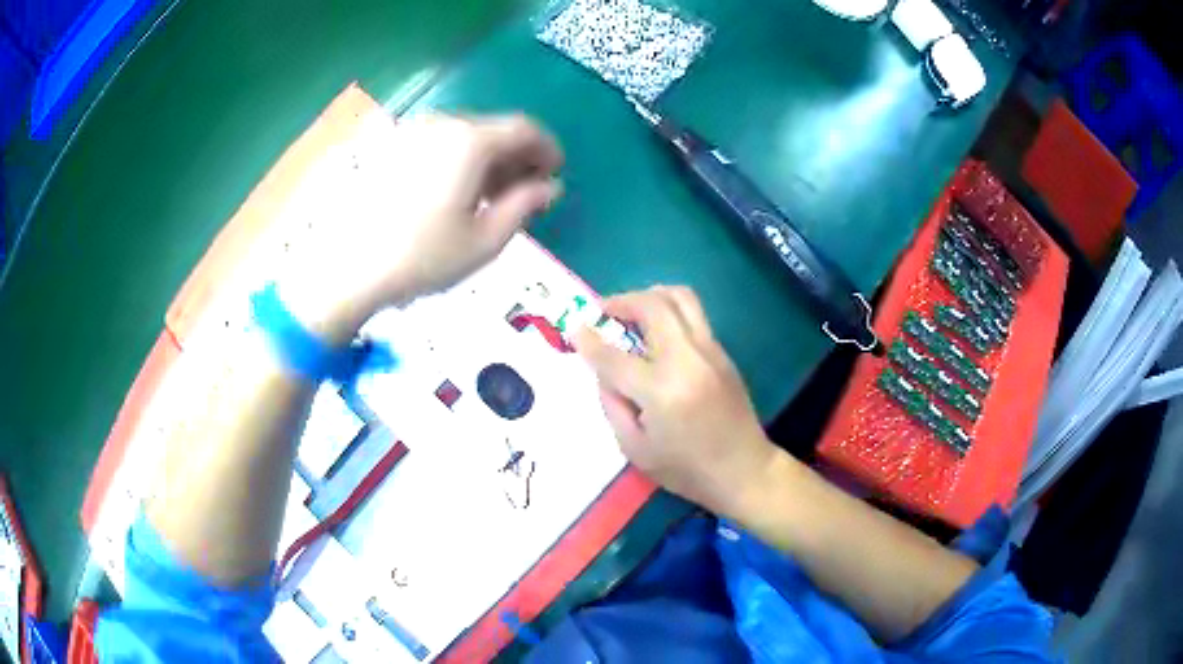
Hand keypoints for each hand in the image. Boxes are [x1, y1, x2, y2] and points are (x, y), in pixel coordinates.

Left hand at [276, 112, 562, 341]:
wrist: (347, 269)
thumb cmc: (423, 258)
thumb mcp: (486, 240)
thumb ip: (525, 205)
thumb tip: (550, 187)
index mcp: (470, 141)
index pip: (524, 129)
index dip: (547, 149)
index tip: (554, 174)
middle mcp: (441, 124)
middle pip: (493, 130)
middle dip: (516, 157)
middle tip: (525, 192)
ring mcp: (410, 133)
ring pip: (463, 137)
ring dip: (486, 160)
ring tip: (489, 198)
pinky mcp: (388, 149)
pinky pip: (436, 145)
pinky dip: (457, 161)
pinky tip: (453, 193)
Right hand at [572, 286, 776, 515]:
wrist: (744, 469)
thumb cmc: (686, 469)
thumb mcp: (634, 449)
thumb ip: (613, 404)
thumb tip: (604, 371)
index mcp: (661, 391)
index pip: (615, 356)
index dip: (589, 340)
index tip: (574, 328)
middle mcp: (687, 360)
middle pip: (652, 306)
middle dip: (621, 301)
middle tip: (604, 311)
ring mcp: (710, 351)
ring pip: (680, 298)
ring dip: (649, 296)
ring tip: (632, 312)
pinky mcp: (722, 352)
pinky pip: (693, 315)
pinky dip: (668, 311)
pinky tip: (657, 333)